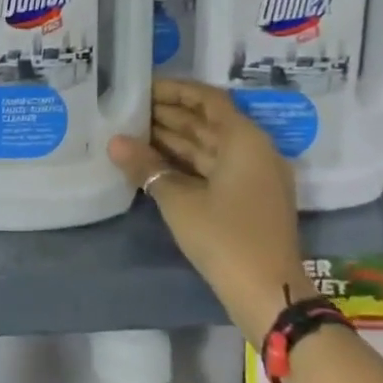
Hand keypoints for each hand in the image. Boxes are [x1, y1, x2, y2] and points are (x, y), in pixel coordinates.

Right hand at [108, 79, 310, 340]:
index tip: (142, 88)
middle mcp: (253, 151)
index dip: (175, 91)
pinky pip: (212, 168)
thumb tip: (114, 142)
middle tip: (128, 110)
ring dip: (173, 139)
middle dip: (169, 115)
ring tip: (132, 132)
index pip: (207, 100)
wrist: (268, 294)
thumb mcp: (179, 200)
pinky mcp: (247, 200)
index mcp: (244, 140)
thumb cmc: (225, 238)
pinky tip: (153, 163)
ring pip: (208, 146)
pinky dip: (184, 162)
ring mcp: (252, 177)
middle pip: (208, 122)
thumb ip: (146, 166)